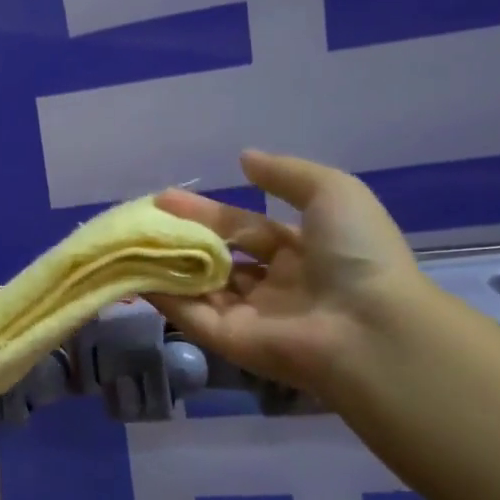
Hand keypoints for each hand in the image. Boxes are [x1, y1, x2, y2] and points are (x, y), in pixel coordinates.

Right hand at [148, 150, 427, 391]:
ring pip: (199, 287)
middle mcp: (274, 285)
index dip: (207, 212)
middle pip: (217, 257)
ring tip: (130, 240)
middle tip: (143, 218)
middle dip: (182, 237)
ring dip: (167, 265)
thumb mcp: (333, 193)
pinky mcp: (229, 341)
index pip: (244, 228)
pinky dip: (162, 296)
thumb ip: (285, 174)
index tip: (166, 198)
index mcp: (302, 252)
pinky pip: (190, 314)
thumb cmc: (357, 254)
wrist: (369, 327)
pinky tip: (133, 273)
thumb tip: (244, 158)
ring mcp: (250, 316)